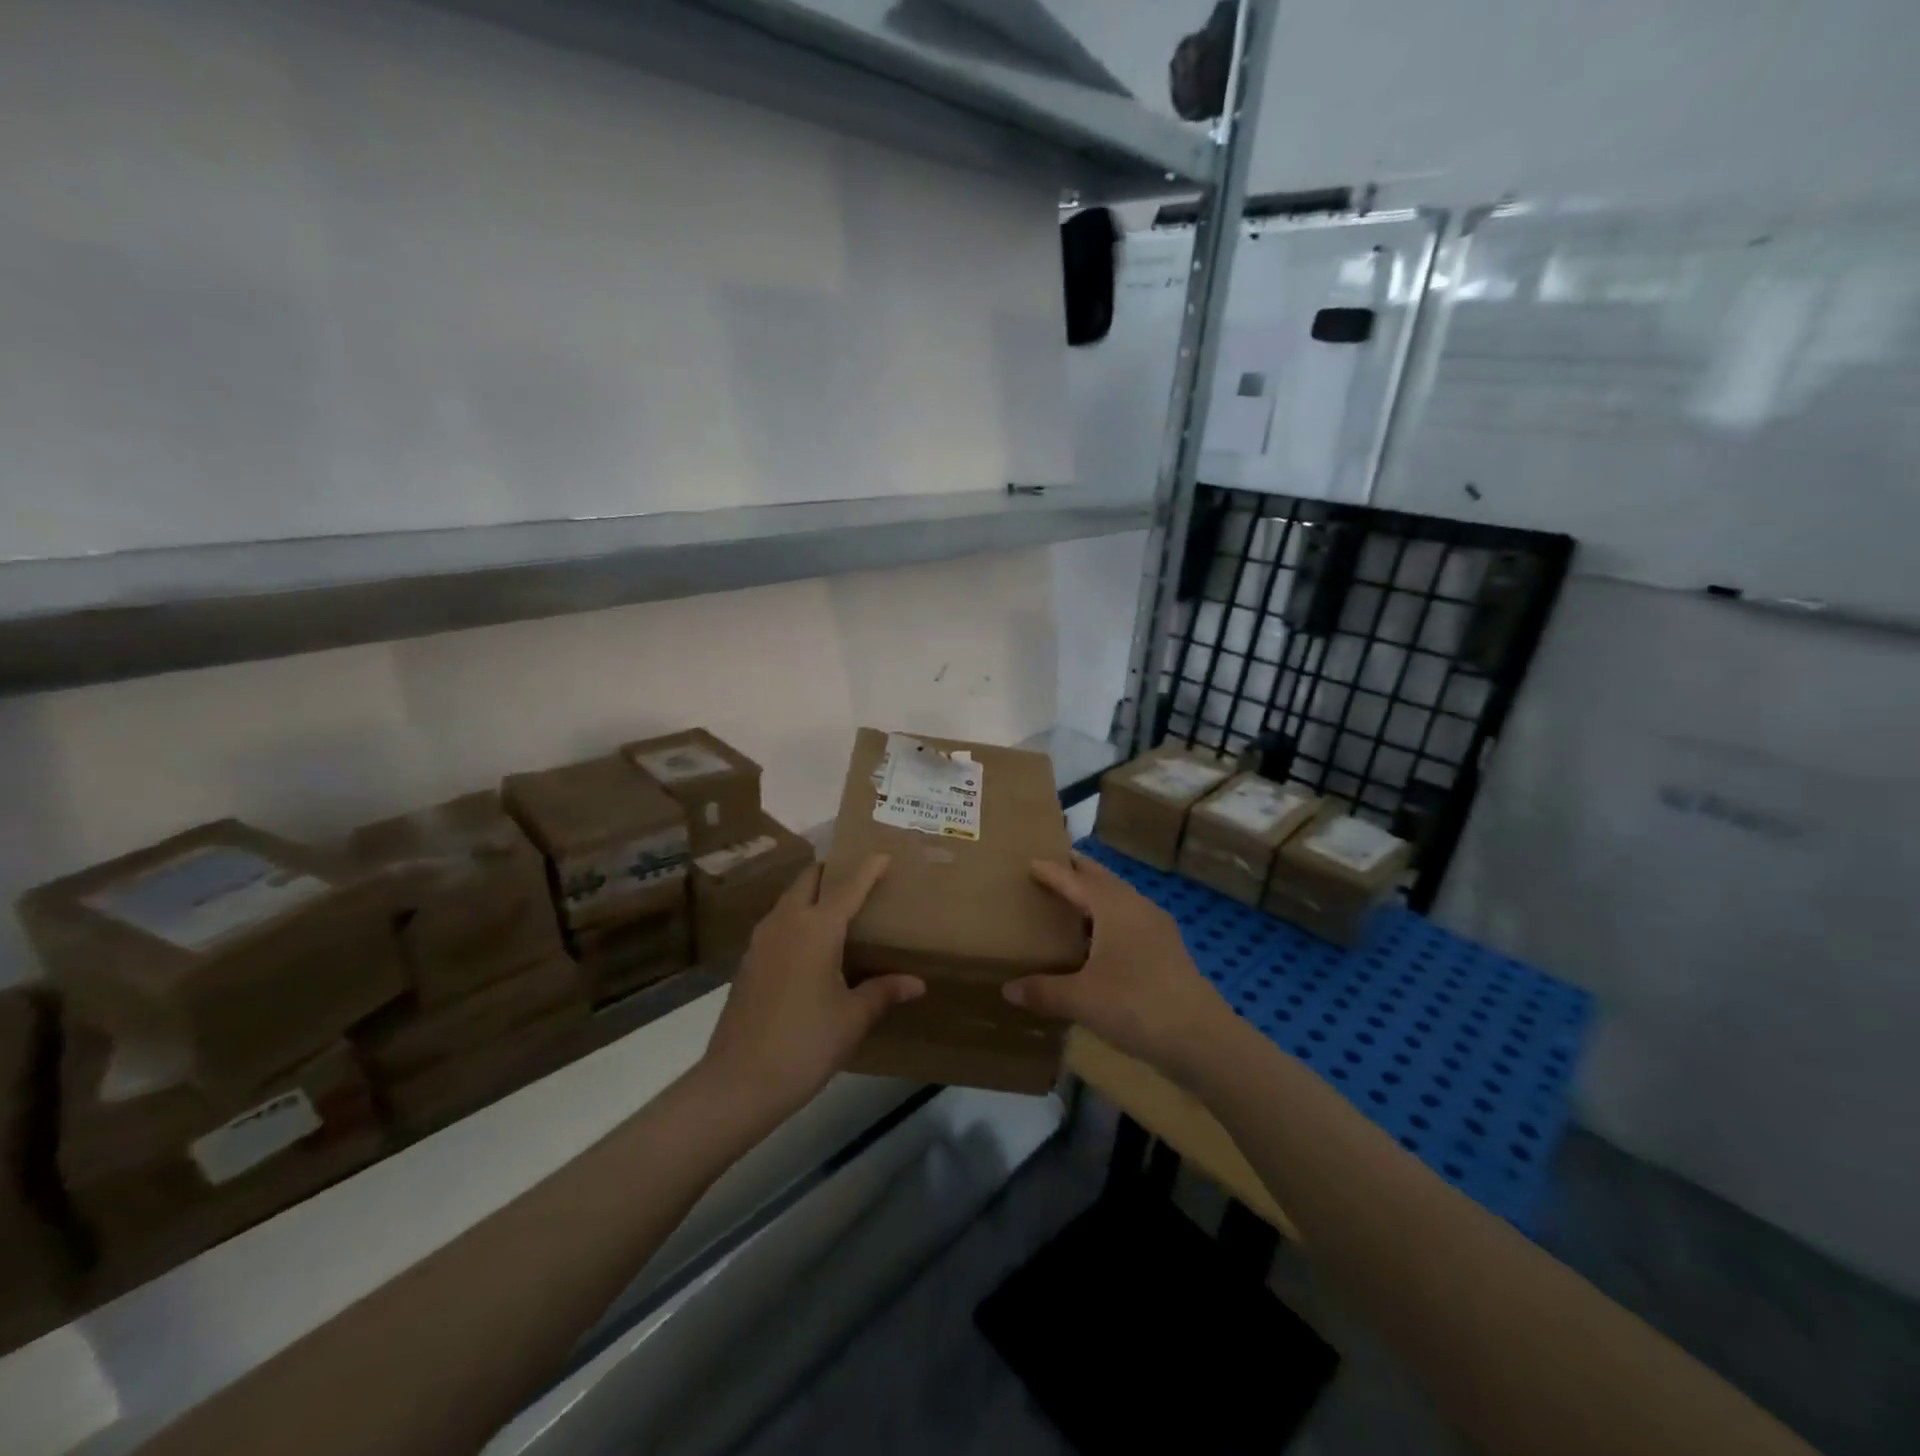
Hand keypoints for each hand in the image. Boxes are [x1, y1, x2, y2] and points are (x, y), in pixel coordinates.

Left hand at [702, 855, 923, 1117]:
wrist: (739, 1082)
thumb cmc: (805, 1043)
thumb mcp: (852, 1018)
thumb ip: (883, 992)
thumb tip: (917, 984)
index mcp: (816, 929)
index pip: (847, 887)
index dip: (867, 869)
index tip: (883, 854)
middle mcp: (786, 923)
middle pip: (809, 880)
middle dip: (832, 871)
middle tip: (857, 877)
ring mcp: (761, 941)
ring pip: (789, 899)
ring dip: (811, 893)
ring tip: (837, 906)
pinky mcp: (749, 961)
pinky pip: (778, 923)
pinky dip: (797, 917)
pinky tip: (810, 943)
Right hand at [1003, 854, 1236, 1086]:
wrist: (1202, 1039)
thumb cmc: (1135, 1005)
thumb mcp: (1081, 1000)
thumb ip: (1043, 991)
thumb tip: (1008, 989)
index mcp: (1113, 907)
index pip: (1075, 880)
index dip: (1052, 872)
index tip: (1030, 862)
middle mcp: (1137, 907)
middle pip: (1102, 880)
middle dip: (1078, 872)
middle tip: (1052, 868)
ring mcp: (1158, 928)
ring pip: (1121, 899)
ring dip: (1097, 895)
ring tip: (1073, 902)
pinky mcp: (1169, 951)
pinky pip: (1132, 920)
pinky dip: (1111, 919)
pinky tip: (1102, 941)